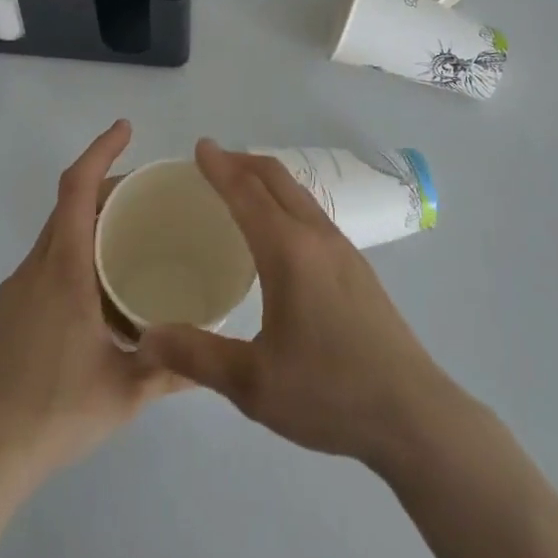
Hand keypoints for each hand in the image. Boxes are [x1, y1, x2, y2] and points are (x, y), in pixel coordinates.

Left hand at [0, 120, 182, 490]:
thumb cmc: (54, 414)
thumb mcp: (125, 393)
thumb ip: (172, 370)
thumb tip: (213, 356)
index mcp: (64, 270)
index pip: (78, 188)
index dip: (101, 150)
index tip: (125, 128)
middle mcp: (35, 268)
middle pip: (68, 205)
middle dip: (104, 187)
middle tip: (144, 194)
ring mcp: (12, 291)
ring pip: (54, 237)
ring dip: (87, 225)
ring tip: (125, 244)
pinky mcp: (1, 315)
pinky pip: (41, 266)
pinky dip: (69, 256)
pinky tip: (90, 297)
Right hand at [139, 140, 457, 468]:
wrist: (411, 411)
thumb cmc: (329, 392)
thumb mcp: (253, 385)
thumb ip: (197, 357)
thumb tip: (145, 338)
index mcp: (288, 251)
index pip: (246, 193)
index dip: (220, 168)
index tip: (200, 146)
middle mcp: (316, 235)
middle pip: (276, 179)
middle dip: (243, 161)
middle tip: (213, 160)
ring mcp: (342, 247)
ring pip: (298, 192)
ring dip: (267, 178)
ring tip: (242, 185)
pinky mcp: (357, 265)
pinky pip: (312, 211)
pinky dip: (286, 198)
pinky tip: (281, 228)